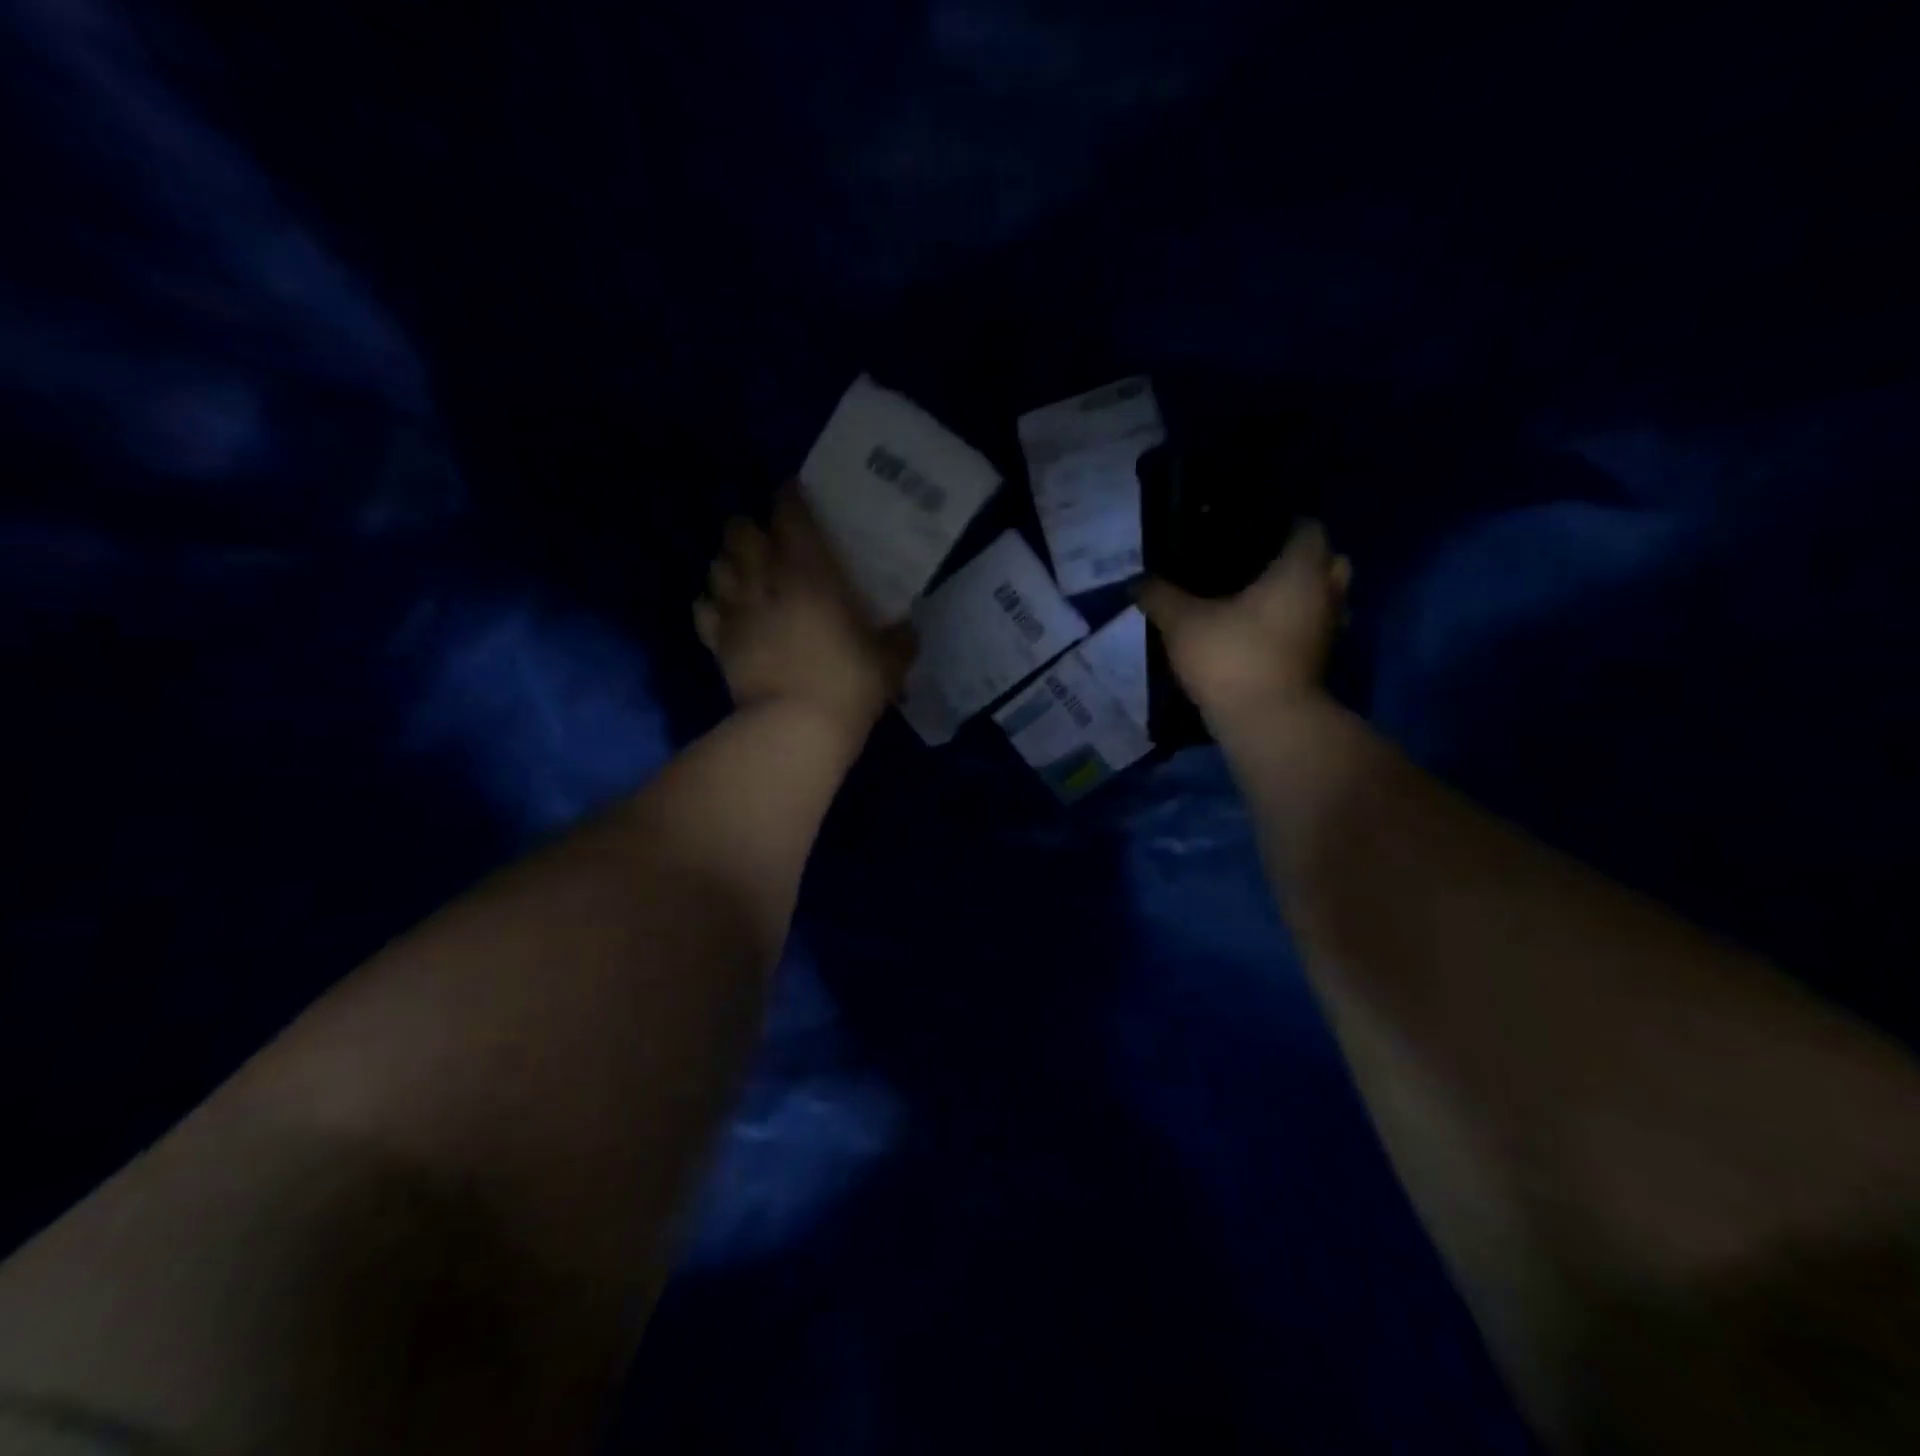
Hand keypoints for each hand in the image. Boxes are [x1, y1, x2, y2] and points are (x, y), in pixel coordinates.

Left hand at [694, 488, 916, 733]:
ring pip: (716, 564)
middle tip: (768, 541)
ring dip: (728, 563)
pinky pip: (703, 609)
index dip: (790, 497)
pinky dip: (711, 605)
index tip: (796, 494)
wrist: (795, 728)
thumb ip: (899, 639)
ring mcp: (735, 610)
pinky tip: (725, 613)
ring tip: (745, 575)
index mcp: (809, 570)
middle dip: (750, 528)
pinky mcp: (717, 642)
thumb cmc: (847, 683)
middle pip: (738, 529)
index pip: (789, 512)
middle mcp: (765, 579)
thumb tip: (909, 629)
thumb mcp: (889, 662)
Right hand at [1138, 520, 1350, 720]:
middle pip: (1330, 561)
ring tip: (1261, 600)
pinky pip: (1314, 630)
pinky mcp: (1320, 663)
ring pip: (1327, 599)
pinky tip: (1263, 634)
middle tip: (1261, 565)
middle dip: (1302, 560)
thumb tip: (1137, 581)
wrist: (1266, 722)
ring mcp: (1329, 631)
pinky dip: (1297, 627)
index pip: (1310, 528)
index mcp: (1300, 569)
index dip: (1285, 524)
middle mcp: (1325, 593)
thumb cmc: (1232, 656)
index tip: (1252, 532)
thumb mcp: (1182, 622)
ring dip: (1304, 596)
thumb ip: (1160, 596)